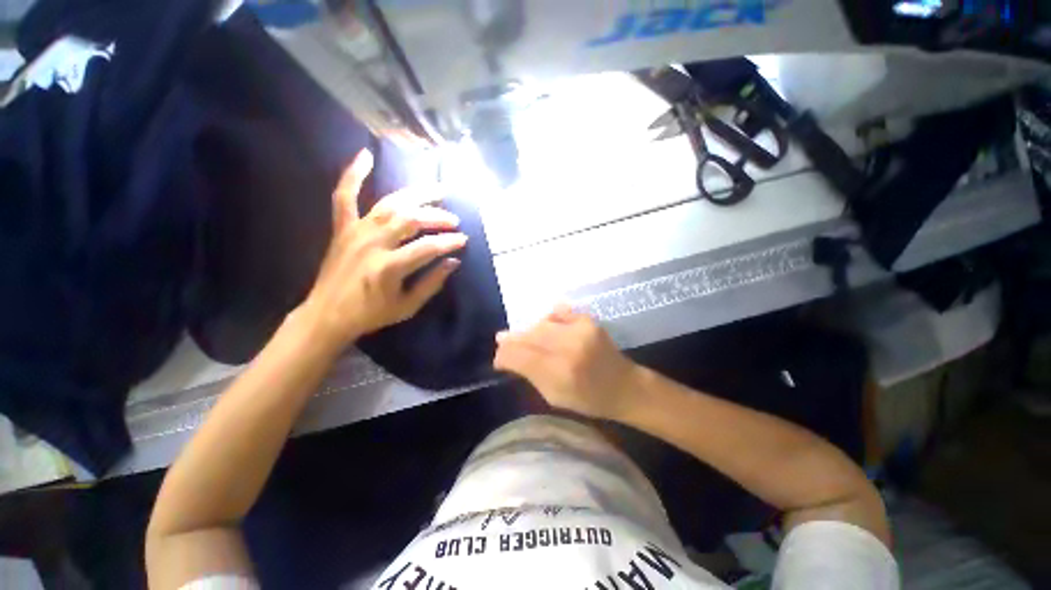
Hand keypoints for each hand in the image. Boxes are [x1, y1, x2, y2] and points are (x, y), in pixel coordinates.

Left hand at [299, 149, 466, 349]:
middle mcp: (372, 244)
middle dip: (437, 217)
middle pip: (410, 220)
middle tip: (454, 220)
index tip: (463, 240)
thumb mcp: (408, 306)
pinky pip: (344, 197)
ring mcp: (355, 232)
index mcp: (389, 268)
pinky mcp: (342, 229)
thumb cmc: (371, 314)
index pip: (428, 248)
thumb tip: (453, 262)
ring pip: (389, 204)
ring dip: (415, 195)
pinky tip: (366, 155)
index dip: (449, 242)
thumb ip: (432, 283)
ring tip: (437, 190)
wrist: (327, 315)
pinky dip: (353, 175)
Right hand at [493, 306, 641, 420]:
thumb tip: (506, 358)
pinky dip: (548, 318)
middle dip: (512, 340)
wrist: (624, 386)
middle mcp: (569, 347)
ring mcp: (581, 330)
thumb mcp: (554, 397)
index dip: (504, 355)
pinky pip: (558, 312)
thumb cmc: (589, 400)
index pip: (520, 356)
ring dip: (529, 331)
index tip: (499, 359)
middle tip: (502, 341)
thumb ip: (530, 375)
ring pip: (541, 324)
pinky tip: (545, 325)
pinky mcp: (588, 320)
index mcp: (560, 373)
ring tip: (524, 338)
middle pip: (529, 336)